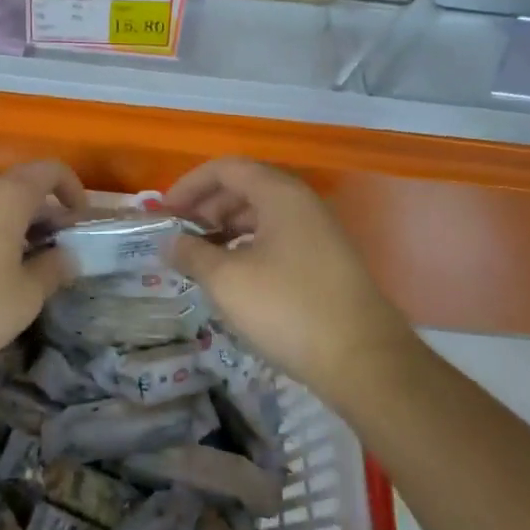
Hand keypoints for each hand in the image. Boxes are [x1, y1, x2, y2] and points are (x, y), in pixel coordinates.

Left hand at [0, 160, 86, 383]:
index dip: (73, 188)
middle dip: (41, 214)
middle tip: (49, 252)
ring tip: (11, 267)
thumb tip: (67, 256)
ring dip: (7, 226)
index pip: (50, 170)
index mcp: (5, 196)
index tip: (79, 220)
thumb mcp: (22, 300)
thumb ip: (52, 272)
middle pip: (17, 188)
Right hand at [166, 157, 413, 398]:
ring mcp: (318, 231)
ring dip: (227, 228)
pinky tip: (235, 275)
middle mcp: (302, 202)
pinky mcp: (326, 260)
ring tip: (201, 257)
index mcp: (279, 193)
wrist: (364, 361)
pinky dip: (249, 245)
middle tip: (180, 236)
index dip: (190, 185)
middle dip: (207, 206)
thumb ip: (192, 254)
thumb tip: (168, 242)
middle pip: (245, 187)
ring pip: (262, 214)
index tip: (165, 213)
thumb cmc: (288, 309)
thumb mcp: (227, 281)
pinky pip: (278, 236)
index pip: (226, 169)